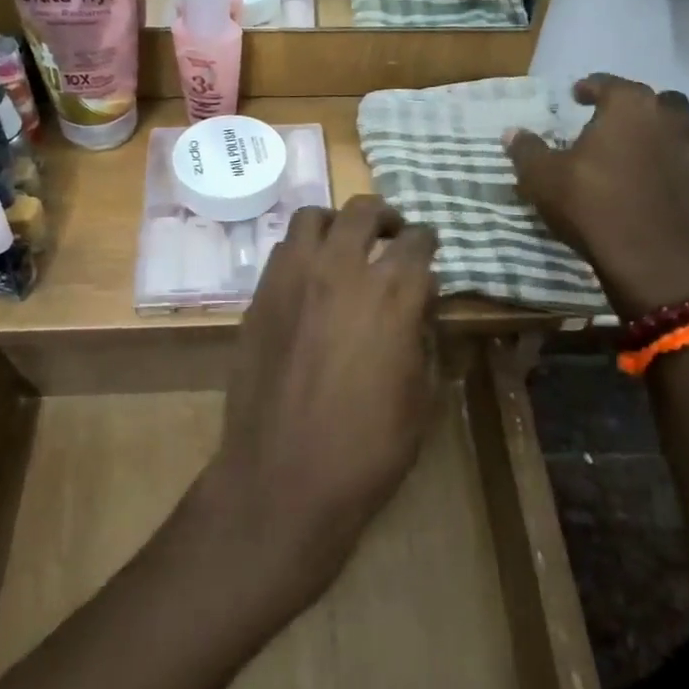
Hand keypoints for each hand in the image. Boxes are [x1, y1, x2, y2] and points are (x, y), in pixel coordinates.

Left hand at [203, 196, 440, 607]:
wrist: (282, 477)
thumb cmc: (367, 447)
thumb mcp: (421, 397)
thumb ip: (425, 337)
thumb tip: (421, 302)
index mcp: (391, 294)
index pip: (416, 242)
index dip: (427, 241)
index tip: (428, 249)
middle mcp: (341, 270)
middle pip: (364, 211)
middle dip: (384, 216)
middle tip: (391, 233)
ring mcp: (293, 277)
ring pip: (314, 217)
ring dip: (336, 223)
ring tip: (345, 245)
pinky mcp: (260, 295)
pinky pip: (283, 250)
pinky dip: (303, 249)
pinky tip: (310, 277)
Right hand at [505, 74, 688, 318]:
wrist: (645, 260)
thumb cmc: (590, 204)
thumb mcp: (542, 177)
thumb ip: (527, 151)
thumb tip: (513, 133)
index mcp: (629, 108)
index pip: (610, 84)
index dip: (592, 87)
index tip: (577, 94)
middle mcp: (667, 124)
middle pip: (664, 101)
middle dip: (643, 105)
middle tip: (618, 121)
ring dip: (677, 135)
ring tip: (653, 146)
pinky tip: (672, 183)